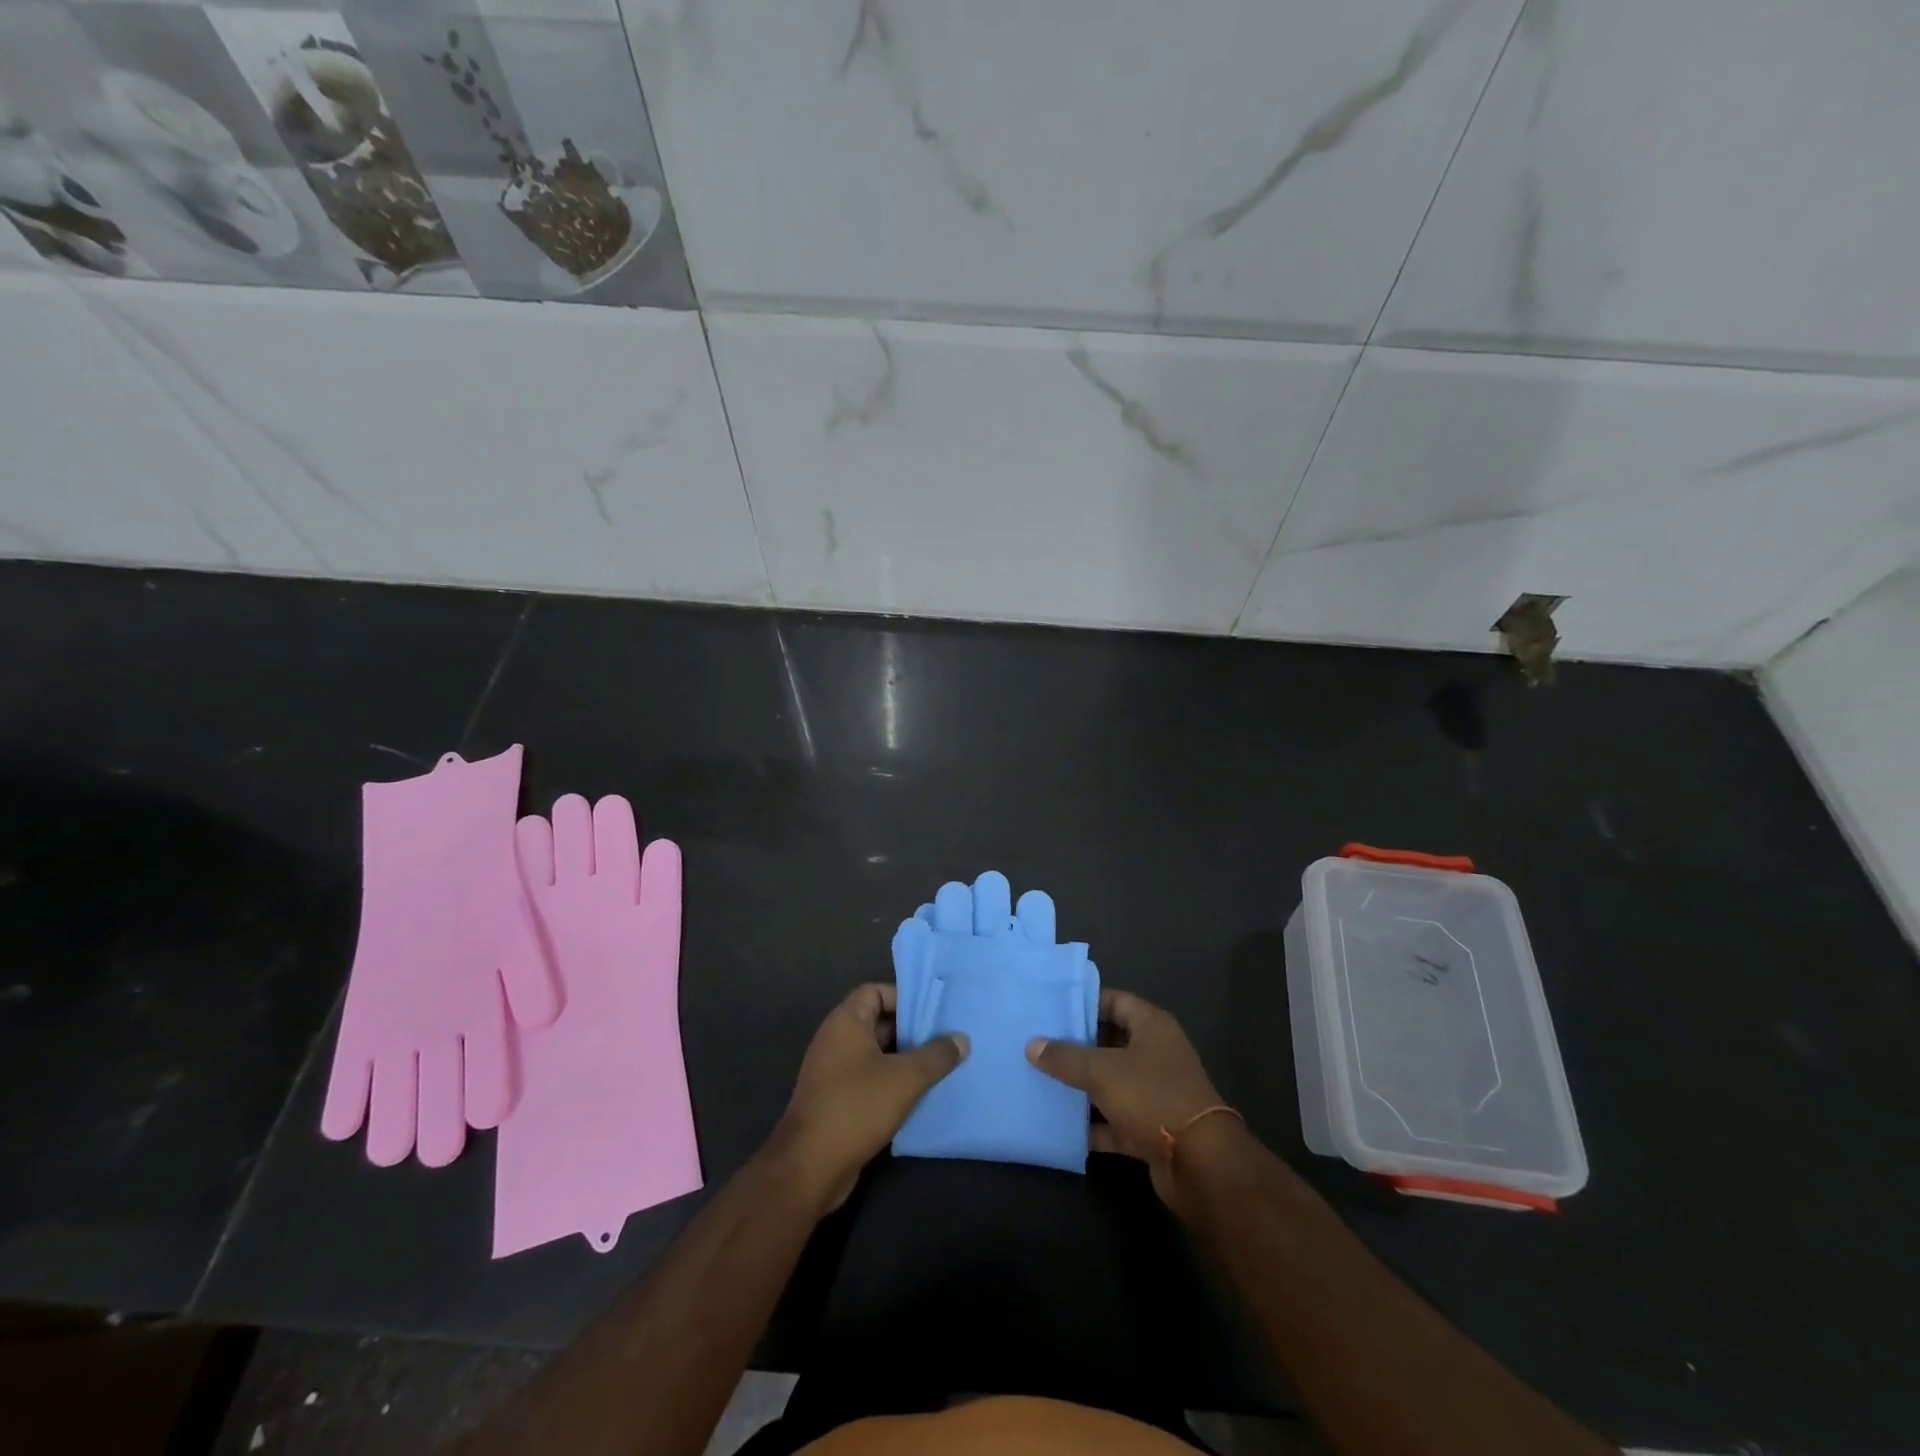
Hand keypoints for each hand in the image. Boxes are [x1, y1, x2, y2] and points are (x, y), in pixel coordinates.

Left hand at [775, 983, 967, 1212]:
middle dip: (910, 1031)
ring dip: (904, 1060)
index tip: (932, 1014)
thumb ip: (936, 1056)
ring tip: (939, 1067)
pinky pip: (869, 1080)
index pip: (875, 992)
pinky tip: (918, 1096)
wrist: (810, 1167)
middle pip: (877, 1022)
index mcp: (845, 1022)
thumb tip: (962, 1038)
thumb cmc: (857, 1106)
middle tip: (944, 1040)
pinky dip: (891, 1083)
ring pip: (875, 1054)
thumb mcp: (905, 1078)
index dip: (903, 998)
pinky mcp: (836, 1101)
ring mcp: (833, 1072)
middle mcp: (835, 1040)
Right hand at [1027, 989, 1229, 1212]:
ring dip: (1082, 1087)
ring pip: (1112, 1083)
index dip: (1084, 1003)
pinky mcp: (1152, 1129)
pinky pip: (1116, 1121)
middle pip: (1111, 1042)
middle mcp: (1156, 1054)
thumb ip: (1065, 1057)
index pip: (1115, 1001)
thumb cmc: (1152, 1097)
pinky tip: (1061, 1127)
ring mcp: (1155, 1093)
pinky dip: (1094, 1125)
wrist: (1201, 1164)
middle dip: (1077, 1046)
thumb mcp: (1102, 1071)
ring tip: (1041, 1081)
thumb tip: (1032, 1044)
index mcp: (1152, 1027)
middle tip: (1038, 1045)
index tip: (1051, 1008)